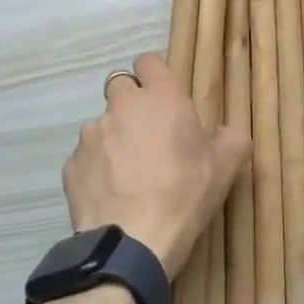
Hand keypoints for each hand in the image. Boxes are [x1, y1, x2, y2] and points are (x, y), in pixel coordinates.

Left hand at [63, 54, 248, 278]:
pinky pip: (85, 157)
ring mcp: (91, 134)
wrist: (133, 242)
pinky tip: (110, 193)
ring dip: (113, 137)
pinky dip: (96, 168)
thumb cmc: (184, 195)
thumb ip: (232, 140)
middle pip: (119, 86)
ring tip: (127, 171)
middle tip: (147, 132)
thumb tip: (230, 133)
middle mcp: (122, 105)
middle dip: (131, 102)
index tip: (163, 95)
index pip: (149, 60)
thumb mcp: (225, 168)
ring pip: (101, 123)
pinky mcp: (70, 164)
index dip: (154, 74)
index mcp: (162, 97)